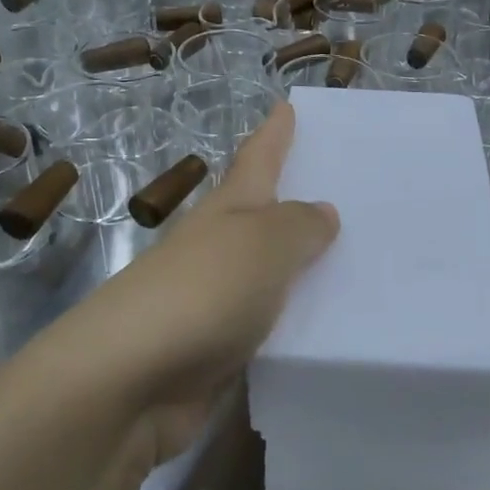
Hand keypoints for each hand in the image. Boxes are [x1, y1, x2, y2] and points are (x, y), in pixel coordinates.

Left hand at [31, 101, 338, 466]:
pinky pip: (271, 332)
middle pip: (263, 218)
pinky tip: (333, 332)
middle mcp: (220, 250)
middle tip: (352, 193)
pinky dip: (297, 326)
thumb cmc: (201, 293)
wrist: (129, 384)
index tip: (288, 105)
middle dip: (298, 204)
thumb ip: (299, 228)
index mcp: (229, 212)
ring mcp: (216, 304)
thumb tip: (322, 211)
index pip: (257, 160)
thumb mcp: (262, 245)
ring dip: (303, 270)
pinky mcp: (219, 354)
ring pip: (271, 277)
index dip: (274, 133)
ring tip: (360, 265)